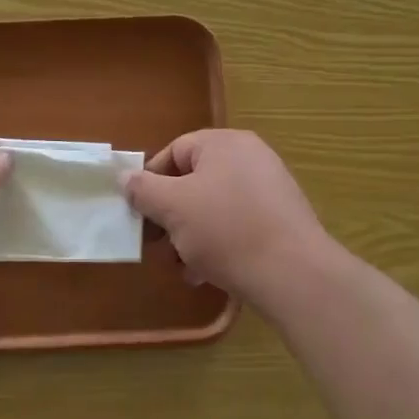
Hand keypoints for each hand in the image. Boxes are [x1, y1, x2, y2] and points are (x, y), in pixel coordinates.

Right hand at [124, 129, 336, 307]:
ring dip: (190, 236)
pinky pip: (238, 225)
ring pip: (214, 207)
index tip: (139, 213)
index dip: (151, 181)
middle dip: (170, 215)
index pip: (175, 151)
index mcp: (224, 143)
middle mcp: (250, 158)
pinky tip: (206, 275)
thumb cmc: (226, 230)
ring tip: (181, 267)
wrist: (293, 273)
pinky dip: (217, 245)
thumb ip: (144, 190)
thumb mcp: (173, 207)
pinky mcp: (281, 220)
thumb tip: (125, 177)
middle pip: (194, 181)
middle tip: (157, 245)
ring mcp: (269, 189)